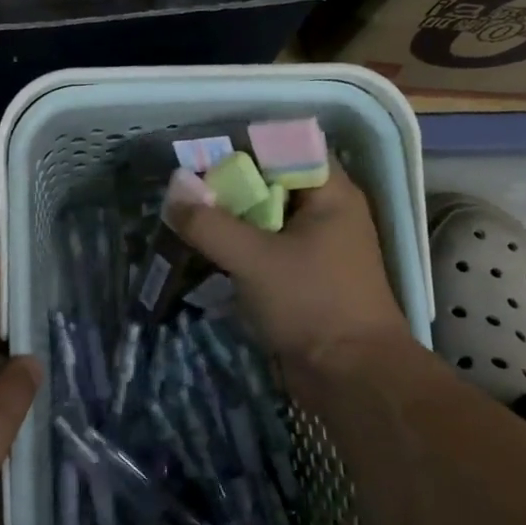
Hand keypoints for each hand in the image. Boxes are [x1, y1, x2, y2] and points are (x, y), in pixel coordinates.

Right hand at [167, 163, 412, 369]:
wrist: (352, 377)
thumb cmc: (312, 304)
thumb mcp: (254, 259)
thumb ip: (209, 223)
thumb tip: (173, 190)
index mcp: (330, 193)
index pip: (285, 148)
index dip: (243, 147)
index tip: (200, 158)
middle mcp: (325, 212)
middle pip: (270, 183)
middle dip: (227, 187)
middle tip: (183, 192)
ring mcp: (315, 247)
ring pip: (264, 219)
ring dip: (228, 220)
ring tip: (185, 221)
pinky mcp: (302, 277)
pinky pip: (264, 250)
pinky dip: (237, 249)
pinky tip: (204, 254)